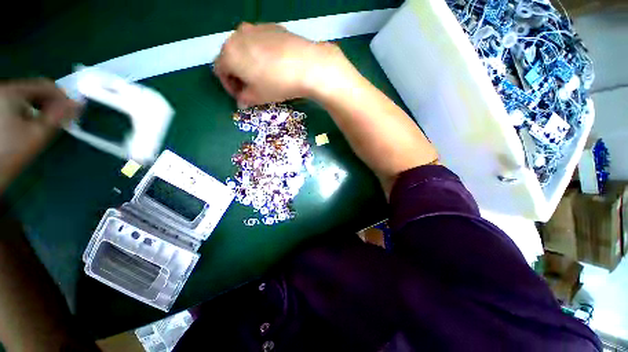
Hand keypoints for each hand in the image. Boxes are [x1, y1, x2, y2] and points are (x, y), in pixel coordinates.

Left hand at [0, 78, 77, 191]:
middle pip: (34, 91)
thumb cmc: (11, 153)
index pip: (46, 86)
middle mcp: (3, 90)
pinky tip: (27, 126)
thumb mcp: (38, 134)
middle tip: (60, 120)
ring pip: (25, 98)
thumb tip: (78, 104)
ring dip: (38, 109)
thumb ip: (59, 116)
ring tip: (43, 125)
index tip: (74, 111)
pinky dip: (26, 112)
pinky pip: (15, 104)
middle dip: (49, 105)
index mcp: (12, 92)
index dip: (64, 97)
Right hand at [214, 23, 348, 106]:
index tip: (240, 96)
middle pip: (231, 56)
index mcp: (229, 53)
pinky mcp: (271, 26)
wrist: (306, 65)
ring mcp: (255, 28)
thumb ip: (245, 99)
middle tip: (250, 88)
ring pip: (245, 48)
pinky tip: (274, 65)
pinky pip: (260, 42)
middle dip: (238, 74)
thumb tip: (241, 102)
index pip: (220, 70)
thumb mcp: (258, 97)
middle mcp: (237, 35)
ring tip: (263, 77)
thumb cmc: (277, 84)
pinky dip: (261, 54)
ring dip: (248, 63)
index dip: (229, 86)